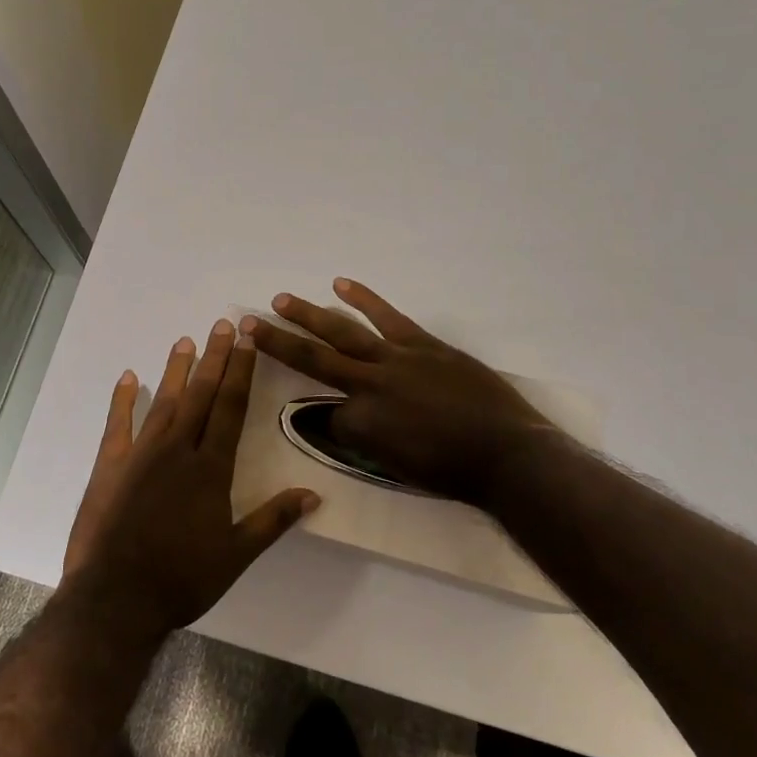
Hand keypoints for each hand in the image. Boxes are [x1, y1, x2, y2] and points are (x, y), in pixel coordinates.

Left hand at [63, 319, 319, 635]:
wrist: (116, 599)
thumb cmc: (182, 579)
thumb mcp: (236, 555)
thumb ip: (273, 519)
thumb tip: (314, 494)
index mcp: (211, 469)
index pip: (230, 408)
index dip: (240, 372)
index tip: (246, 341)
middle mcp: (178, 450)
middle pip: (200, 395)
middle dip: (214, 358)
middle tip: (222, 324)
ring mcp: (140, 454)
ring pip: (163, 401)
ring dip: (176, 370)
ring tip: (185, 340)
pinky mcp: (110, 466)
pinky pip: (117, 424)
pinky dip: (123, 399)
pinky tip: (128, 377)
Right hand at [245, 278, 568, 509]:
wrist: (508, 453)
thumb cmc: (453, 473)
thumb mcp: (398, 469)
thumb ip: (366, 443)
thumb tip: (344, 422)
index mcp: (361, 425)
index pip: (326, 418)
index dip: (327, 422)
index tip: (334, 426)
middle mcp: (369, 386)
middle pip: (313, 359)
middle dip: (278, 342)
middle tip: (248, 323)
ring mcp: (396, 359)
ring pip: (342, 332)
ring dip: (308, 315)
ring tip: (281, 300)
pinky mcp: (422, 344)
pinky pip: (387, 317)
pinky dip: (364, 299)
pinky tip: (340, 283)